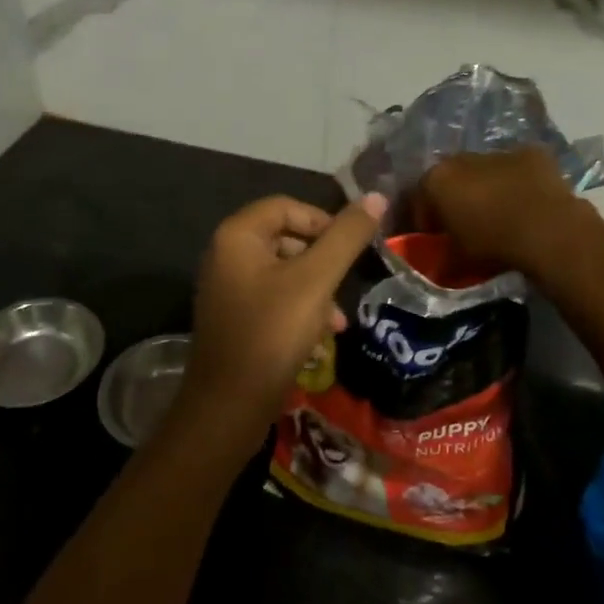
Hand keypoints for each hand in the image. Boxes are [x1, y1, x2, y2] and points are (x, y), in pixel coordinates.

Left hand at [174, 193, 387, 448]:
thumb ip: (346, 237)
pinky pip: (273, 300)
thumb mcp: (316, 281)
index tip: (351, 247)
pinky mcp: (235, 320)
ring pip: (284, 273)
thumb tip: (377, 196)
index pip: (287, 206)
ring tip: (337, 322)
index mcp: (237, 236)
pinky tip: (320, 340)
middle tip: (346, 284)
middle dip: (322, 262)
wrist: (228, 407)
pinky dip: (299, 311)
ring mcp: (228, 290)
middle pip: (285, 239)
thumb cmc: (271, 333)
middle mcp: (226, 256)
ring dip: (316, 291)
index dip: (323, 221)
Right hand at [417, 148, 593, 276]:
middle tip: (466, 223)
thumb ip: (442, 257)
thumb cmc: (492, 244)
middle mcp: (461, 158)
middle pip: (452, 178)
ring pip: (486, 170)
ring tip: (501, 213)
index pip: (420, 198)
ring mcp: (498, 152)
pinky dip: (519, 182)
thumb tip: (439, 265)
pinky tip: (529, 202)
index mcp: (436, 180)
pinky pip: (518, 169)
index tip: (434, 237)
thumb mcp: (457, 260)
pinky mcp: (531, 154)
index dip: (426, 220)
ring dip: (489, 187)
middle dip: (456, 198)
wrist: (546, 229)